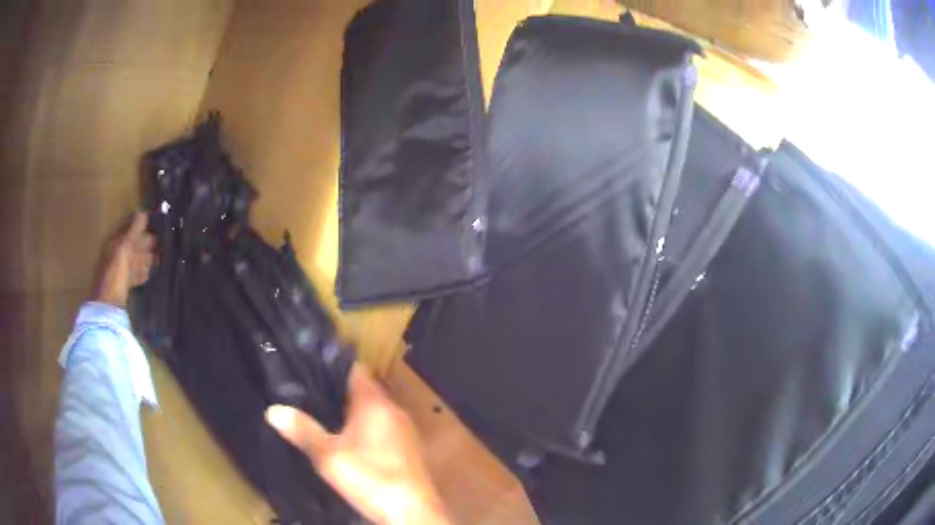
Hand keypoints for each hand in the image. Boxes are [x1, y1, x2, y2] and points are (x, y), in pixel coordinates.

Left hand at [93, 213, 155, 307]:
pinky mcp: (125, 286)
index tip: (158, 224)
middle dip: (147, 243)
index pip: (130, 230)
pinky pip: (135, 275)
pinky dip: (142, 272)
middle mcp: (117, 255)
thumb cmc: (114, 273)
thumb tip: (143, 212)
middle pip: (134, 245)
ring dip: (146, 258)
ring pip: (136, 260)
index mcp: (115, 243)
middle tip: (164, 240)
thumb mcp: (123, 249)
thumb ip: (133, 231)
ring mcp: (121, 271)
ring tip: (161, 255)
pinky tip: (150, 272)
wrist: (109, 305)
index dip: (143, 227)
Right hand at [266, 366, 448, 524]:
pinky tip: (349, 440)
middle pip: (364, 390)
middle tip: (309, 390)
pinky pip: (383, 426)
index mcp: (376, 404)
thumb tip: (273, 410)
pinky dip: (365, 427)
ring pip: (374, 410)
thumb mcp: (328, 456)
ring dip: (353, 411)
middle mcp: (394, 410)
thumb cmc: (370, 478)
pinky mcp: (408, 448)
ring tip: (324, 412)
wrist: (410, 512)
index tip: (309, 364)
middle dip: (339, 391)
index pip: (354, 370)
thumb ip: (302, 430)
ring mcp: (405, 430)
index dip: (331, 366)